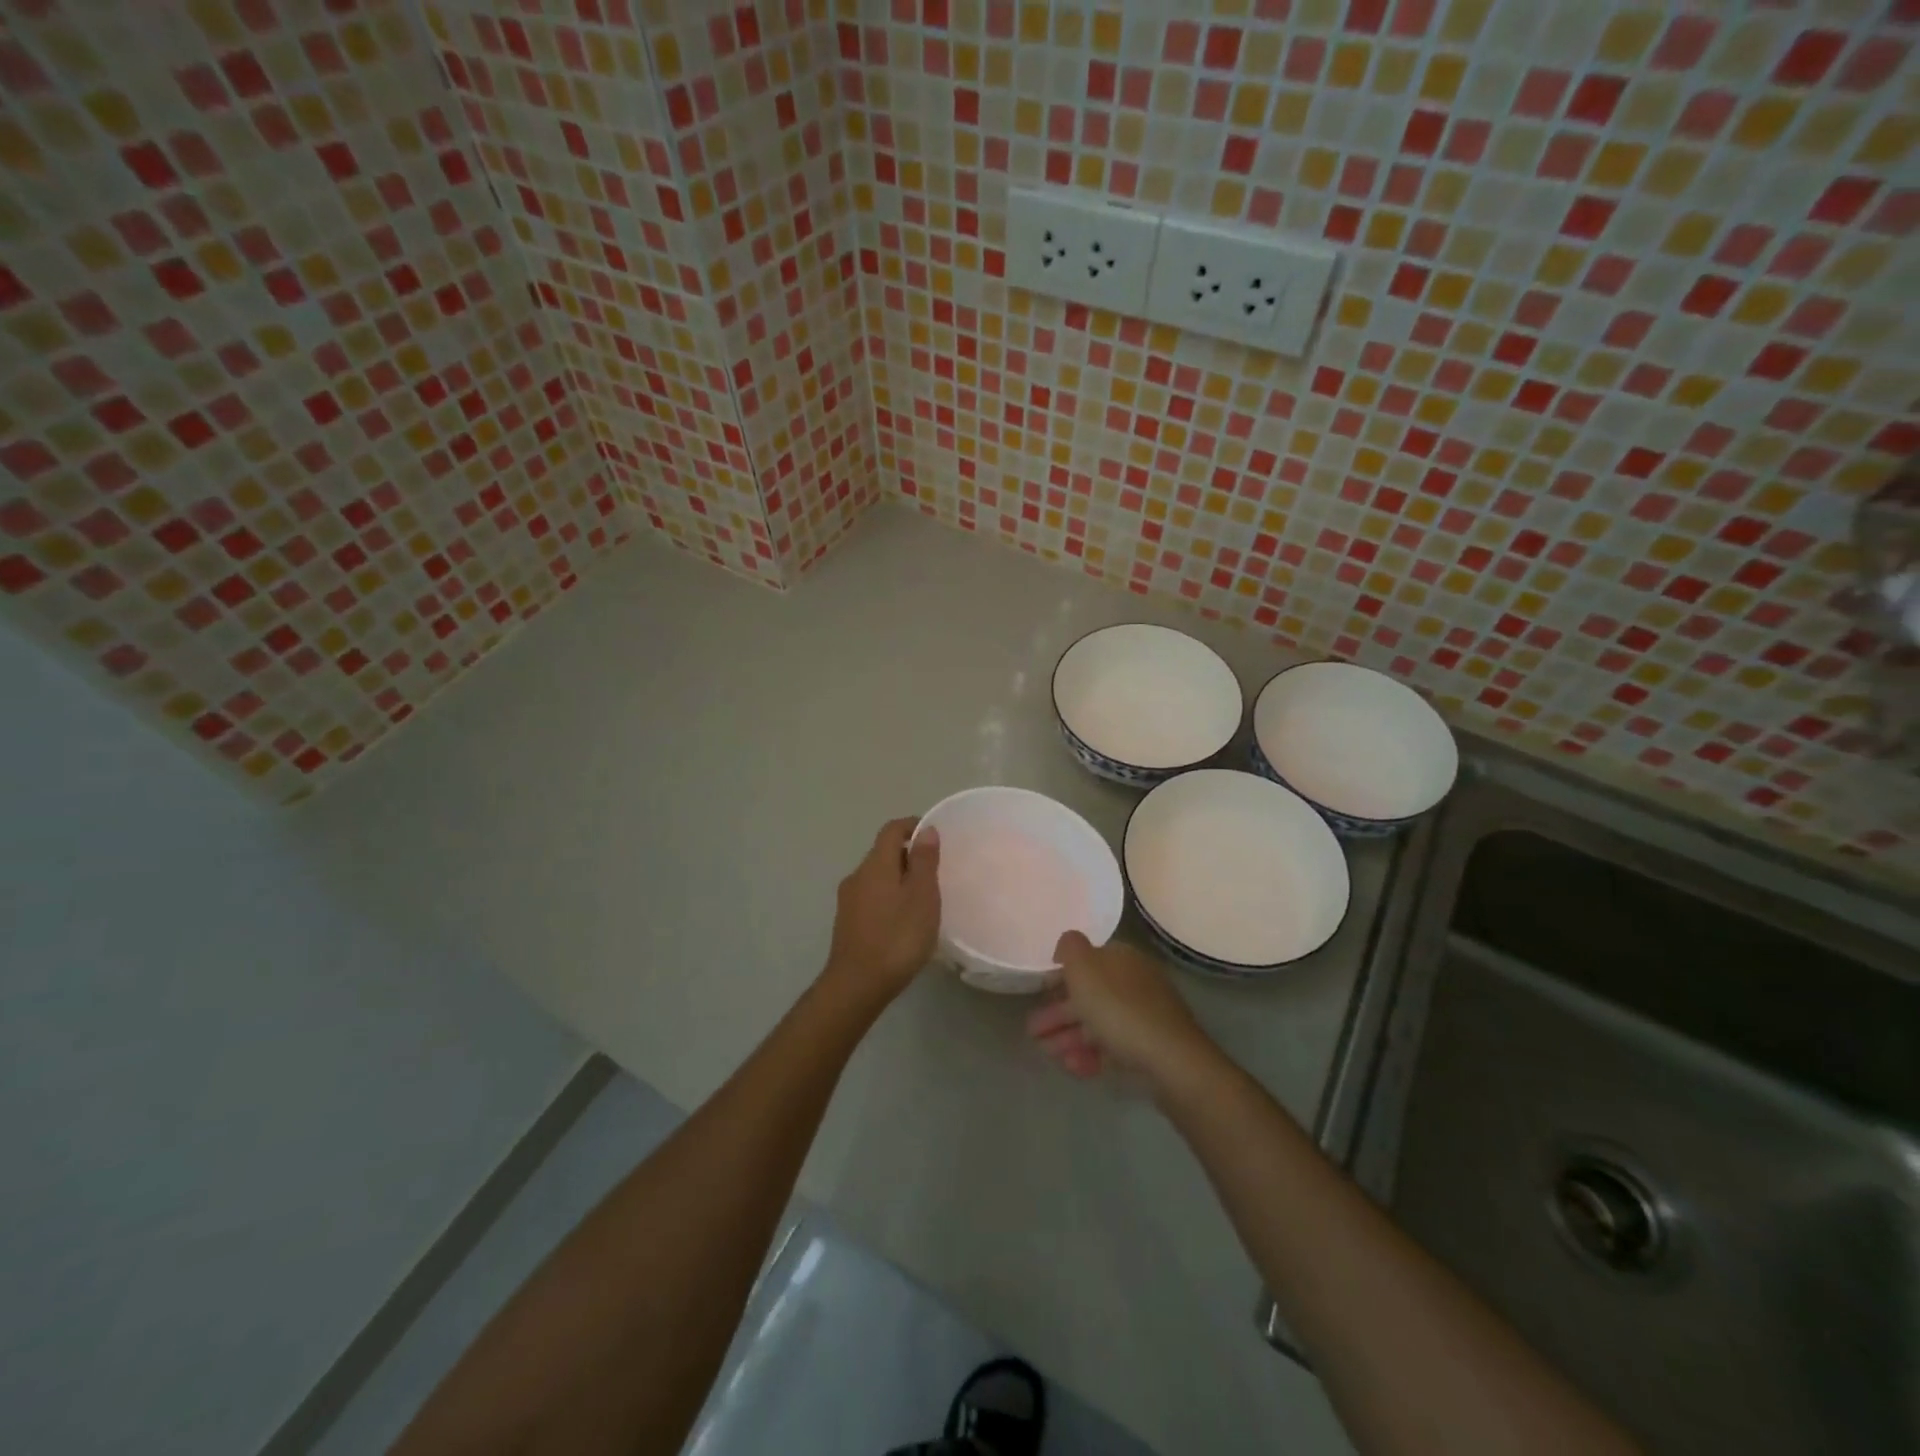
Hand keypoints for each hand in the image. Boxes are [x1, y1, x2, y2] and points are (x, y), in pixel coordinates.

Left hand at [820, 817, 941, 1010]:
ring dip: (898, 879)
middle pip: (883, 853)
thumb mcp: (922, 896)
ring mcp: (848, 901)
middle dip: (908, 856)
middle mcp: (857, 876)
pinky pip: (871, 898)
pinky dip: (888, 898)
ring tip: (923, 899)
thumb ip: (924, 861)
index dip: (912, 826)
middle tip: (935, 872)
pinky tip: (903, 921)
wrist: (857, 985)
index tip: (934, 836)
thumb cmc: (897, 937)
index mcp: (875, 864)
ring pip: (876, 877)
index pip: (891, 830)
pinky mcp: (847, 923)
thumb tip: (925, 830)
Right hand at [1025, 931, 1219, 1090]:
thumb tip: (1066, 944)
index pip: (1086, 961)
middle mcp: (1134, 982)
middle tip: (1032, 1032)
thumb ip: (1070, 947)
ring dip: (1068, 1037)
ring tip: (1047, 1054)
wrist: (1169, 1061)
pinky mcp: (1147, 1048)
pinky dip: (1089, 1055)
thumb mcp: (1084, 967)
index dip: (1060, 976)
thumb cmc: (1119, 1008)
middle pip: (1089, 995)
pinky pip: (1111, 1047)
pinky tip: (1073, 1066)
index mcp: (1122, 958)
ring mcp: (1143, 1016)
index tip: (1038, 994)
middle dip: (1057, 1013)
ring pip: (1097, 1023)